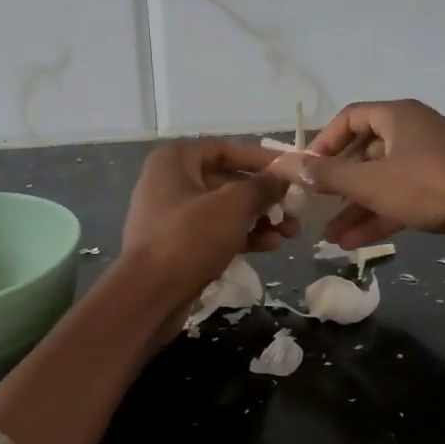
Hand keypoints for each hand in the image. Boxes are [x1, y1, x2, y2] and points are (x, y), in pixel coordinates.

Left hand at [120, 140, 294, 312]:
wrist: (149, 294)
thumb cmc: (190, 238)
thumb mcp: (233, 206)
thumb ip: (262, 187)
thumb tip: (281, 178)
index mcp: (175, 161)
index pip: (225, 149)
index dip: (260, 159)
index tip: (289, 171)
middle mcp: (169, 182)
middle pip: (226, 181)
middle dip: (264, 197)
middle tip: (294, 209)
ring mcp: (171, 216)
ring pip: (223, 210)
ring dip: (258, 219)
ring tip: (290, 232)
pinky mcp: (176, 246)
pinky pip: (214, 232)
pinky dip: (241, 236)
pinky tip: (270, 246)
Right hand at [283, 99, 444, 256]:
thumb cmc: (430, 186)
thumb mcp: (371, 182)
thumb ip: (327, 175)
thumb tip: (285, 165)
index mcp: (398, 117)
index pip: (350, 118)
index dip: (324, 142)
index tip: (307, 170)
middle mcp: (414, 133)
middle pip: (365, 153)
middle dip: (339, 185)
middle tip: (317, 209)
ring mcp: (431, 163)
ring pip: (382, 182)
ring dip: (355, 208)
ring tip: (329, 238)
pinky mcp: (444, 191)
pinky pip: (401, 199)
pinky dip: (379, 217)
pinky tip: (354, 243)